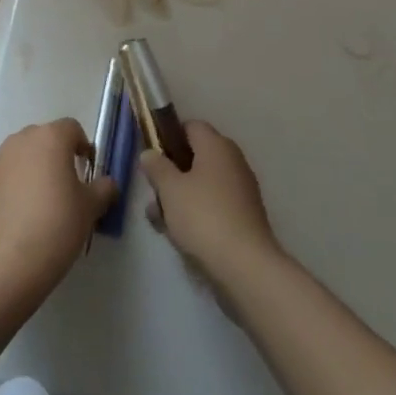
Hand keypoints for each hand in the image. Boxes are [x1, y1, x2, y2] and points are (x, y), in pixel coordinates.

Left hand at [0, 119, 117, 303]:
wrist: (5, 266)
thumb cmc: (55, 228)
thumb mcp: (90, 210)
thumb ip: (103, 189)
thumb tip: (108, 183)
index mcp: (50, 138)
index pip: (72, 128)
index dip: (83, 147)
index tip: (88, 172)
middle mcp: (21, 140)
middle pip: (44, 139)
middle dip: (56, 158)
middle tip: (66, 190)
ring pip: (22, 158)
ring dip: (33, 172)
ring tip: (41, 206)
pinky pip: (4, 179)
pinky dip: (13, 189)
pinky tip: (19, 220)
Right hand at [139, 121, 282, 286]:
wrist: (246, 268)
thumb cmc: (203, 217)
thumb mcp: (169, 189)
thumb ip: (156, 167)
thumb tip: (149, 153)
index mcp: (216, 145)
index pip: (190, 126)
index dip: (168, 137)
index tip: (152, 157)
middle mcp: (232, 161)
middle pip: (195, 157)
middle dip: (171, 174)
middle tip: (154, 193)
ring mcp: (241, 191)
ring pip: (203, 185)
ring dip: (180, 198)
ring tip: (159, 221)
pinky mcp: (244, 218)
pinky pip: (214, 206)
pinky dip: (197, 215)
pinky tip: (179, 235)